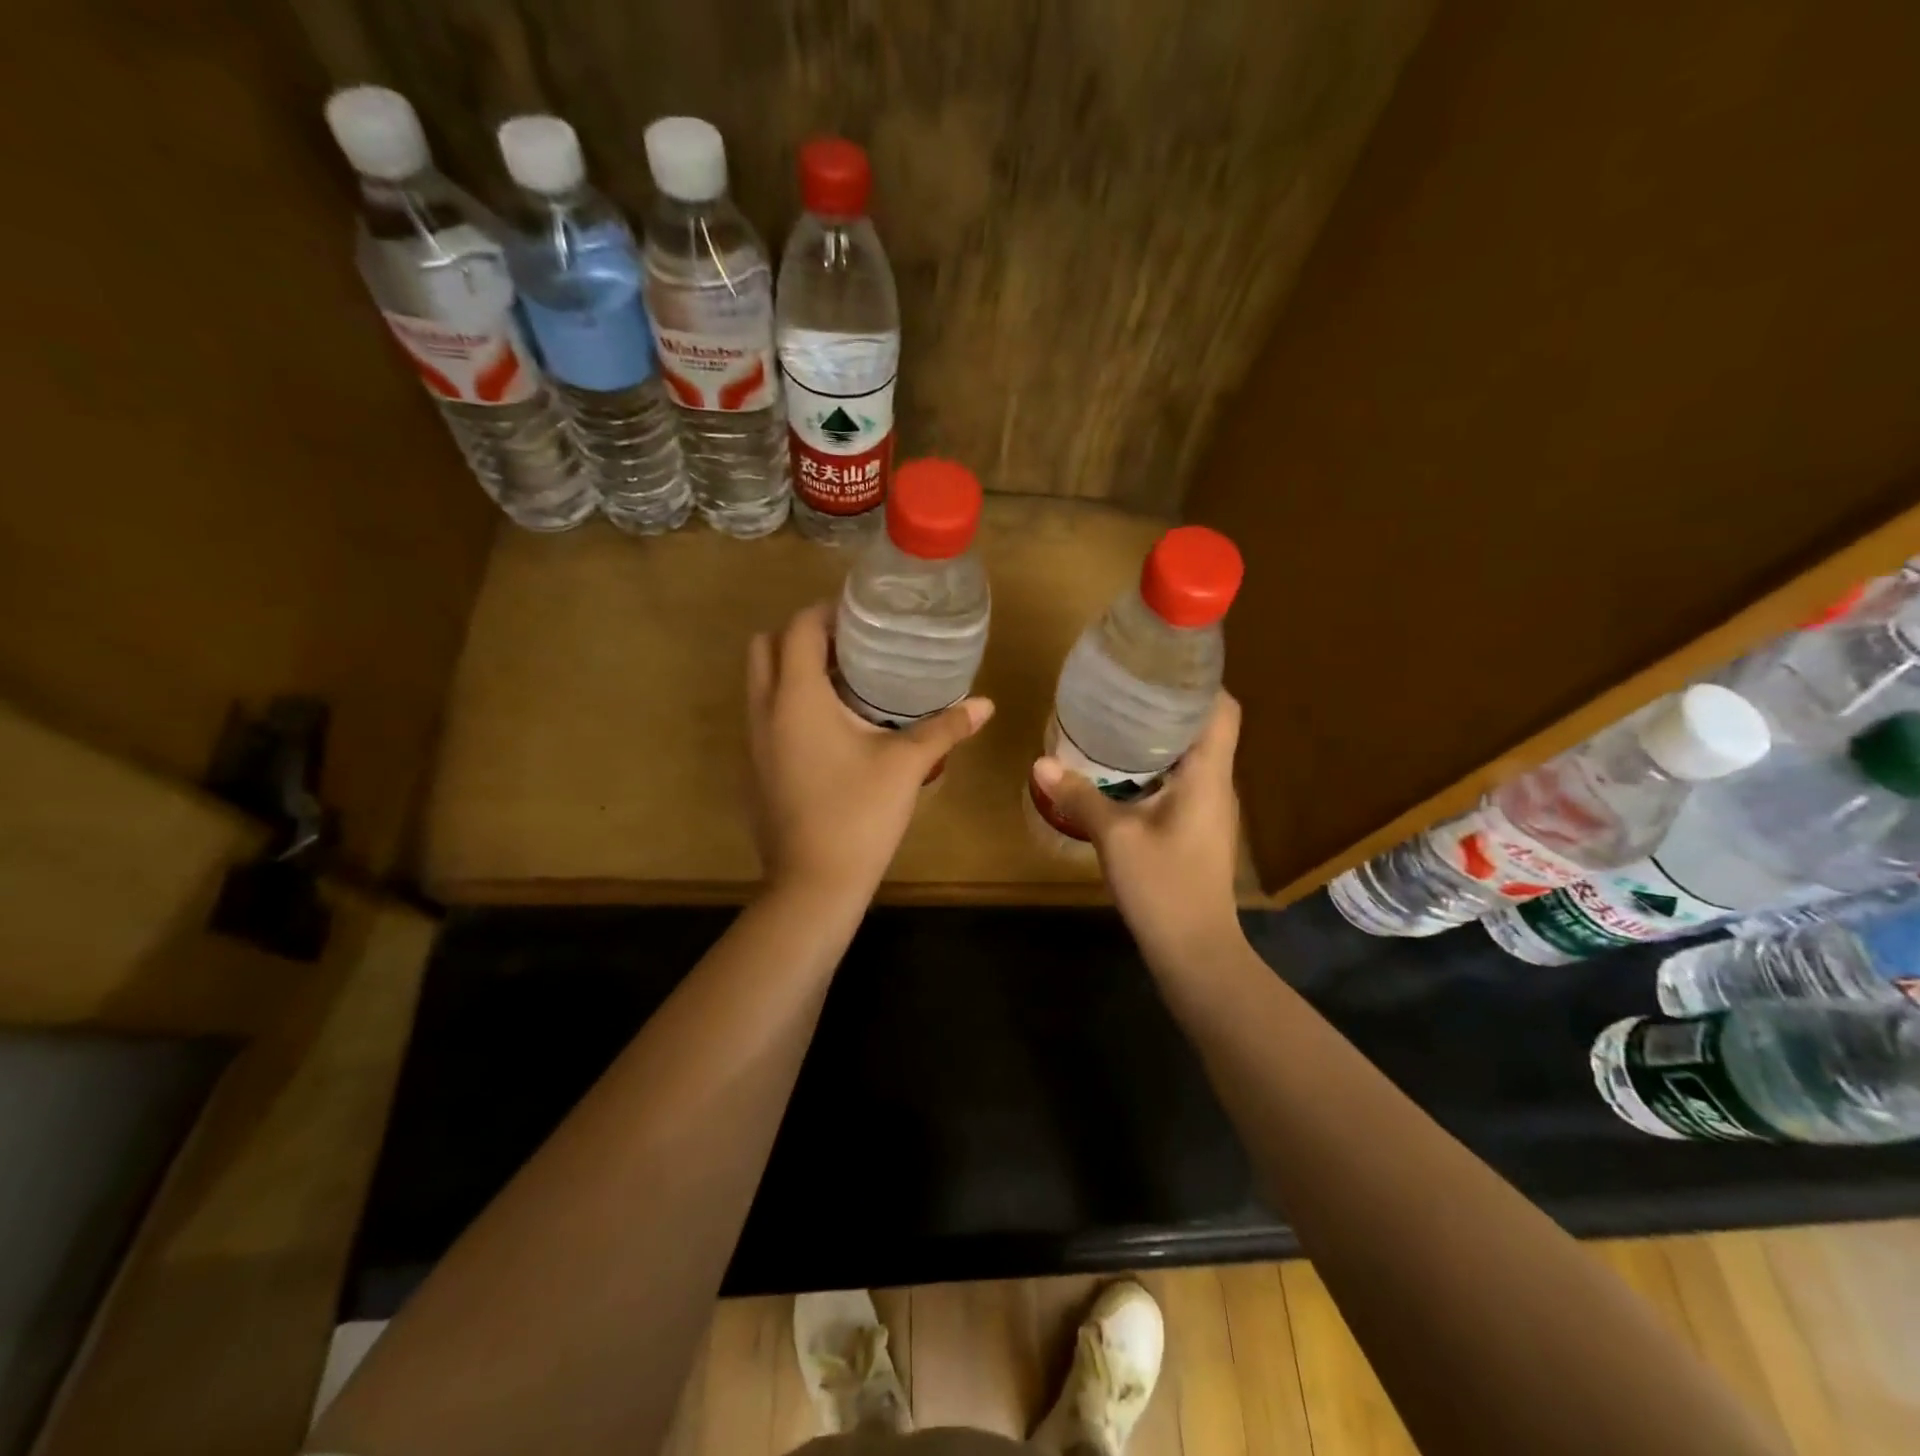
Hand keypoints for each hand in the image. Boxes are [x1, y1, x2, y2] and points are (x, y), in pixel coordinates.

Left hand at [746, 603, 993, 900]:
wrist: (813, 884)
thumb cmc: (859, 814)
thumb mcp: (906, 765)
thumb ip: (945, 727)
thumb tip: (986, 705)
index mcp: (796, 697)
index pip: (799, 627)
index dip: (828, 612)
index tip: (862, 617)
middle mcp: (764, 710)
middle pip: (766, 646)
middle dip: (803, 636)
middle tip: (850, 647)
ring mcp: (752, 741)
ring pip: (760, 682)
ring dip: (793, 669)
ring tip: (844, 682)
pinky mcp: (755, 768)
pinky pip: (764, 714)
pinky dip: (788, 702)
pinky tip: (831, 728)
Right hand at [1032, 692, 1244, 969]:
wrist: (1195, 951)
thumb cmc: (1164, 887)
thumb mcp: (1115, 838)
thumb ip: (1080, 796)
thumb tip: (1041, 762)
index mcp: (1208, 775)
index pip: (1223, 710)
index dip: (1200, 681)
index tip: (1162, 662)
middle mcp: (1216, 784)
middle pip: (1204, 727)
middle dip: (1169, 703)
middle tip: (1125, 685)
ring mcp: (1208, 808)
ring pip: (1191, 755)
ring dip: (1159, 735)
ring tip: (1117, 717)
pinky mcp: (1196, 828)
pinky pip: (1180, 780)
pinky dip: (1154, 765)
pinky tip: (1119, 769)